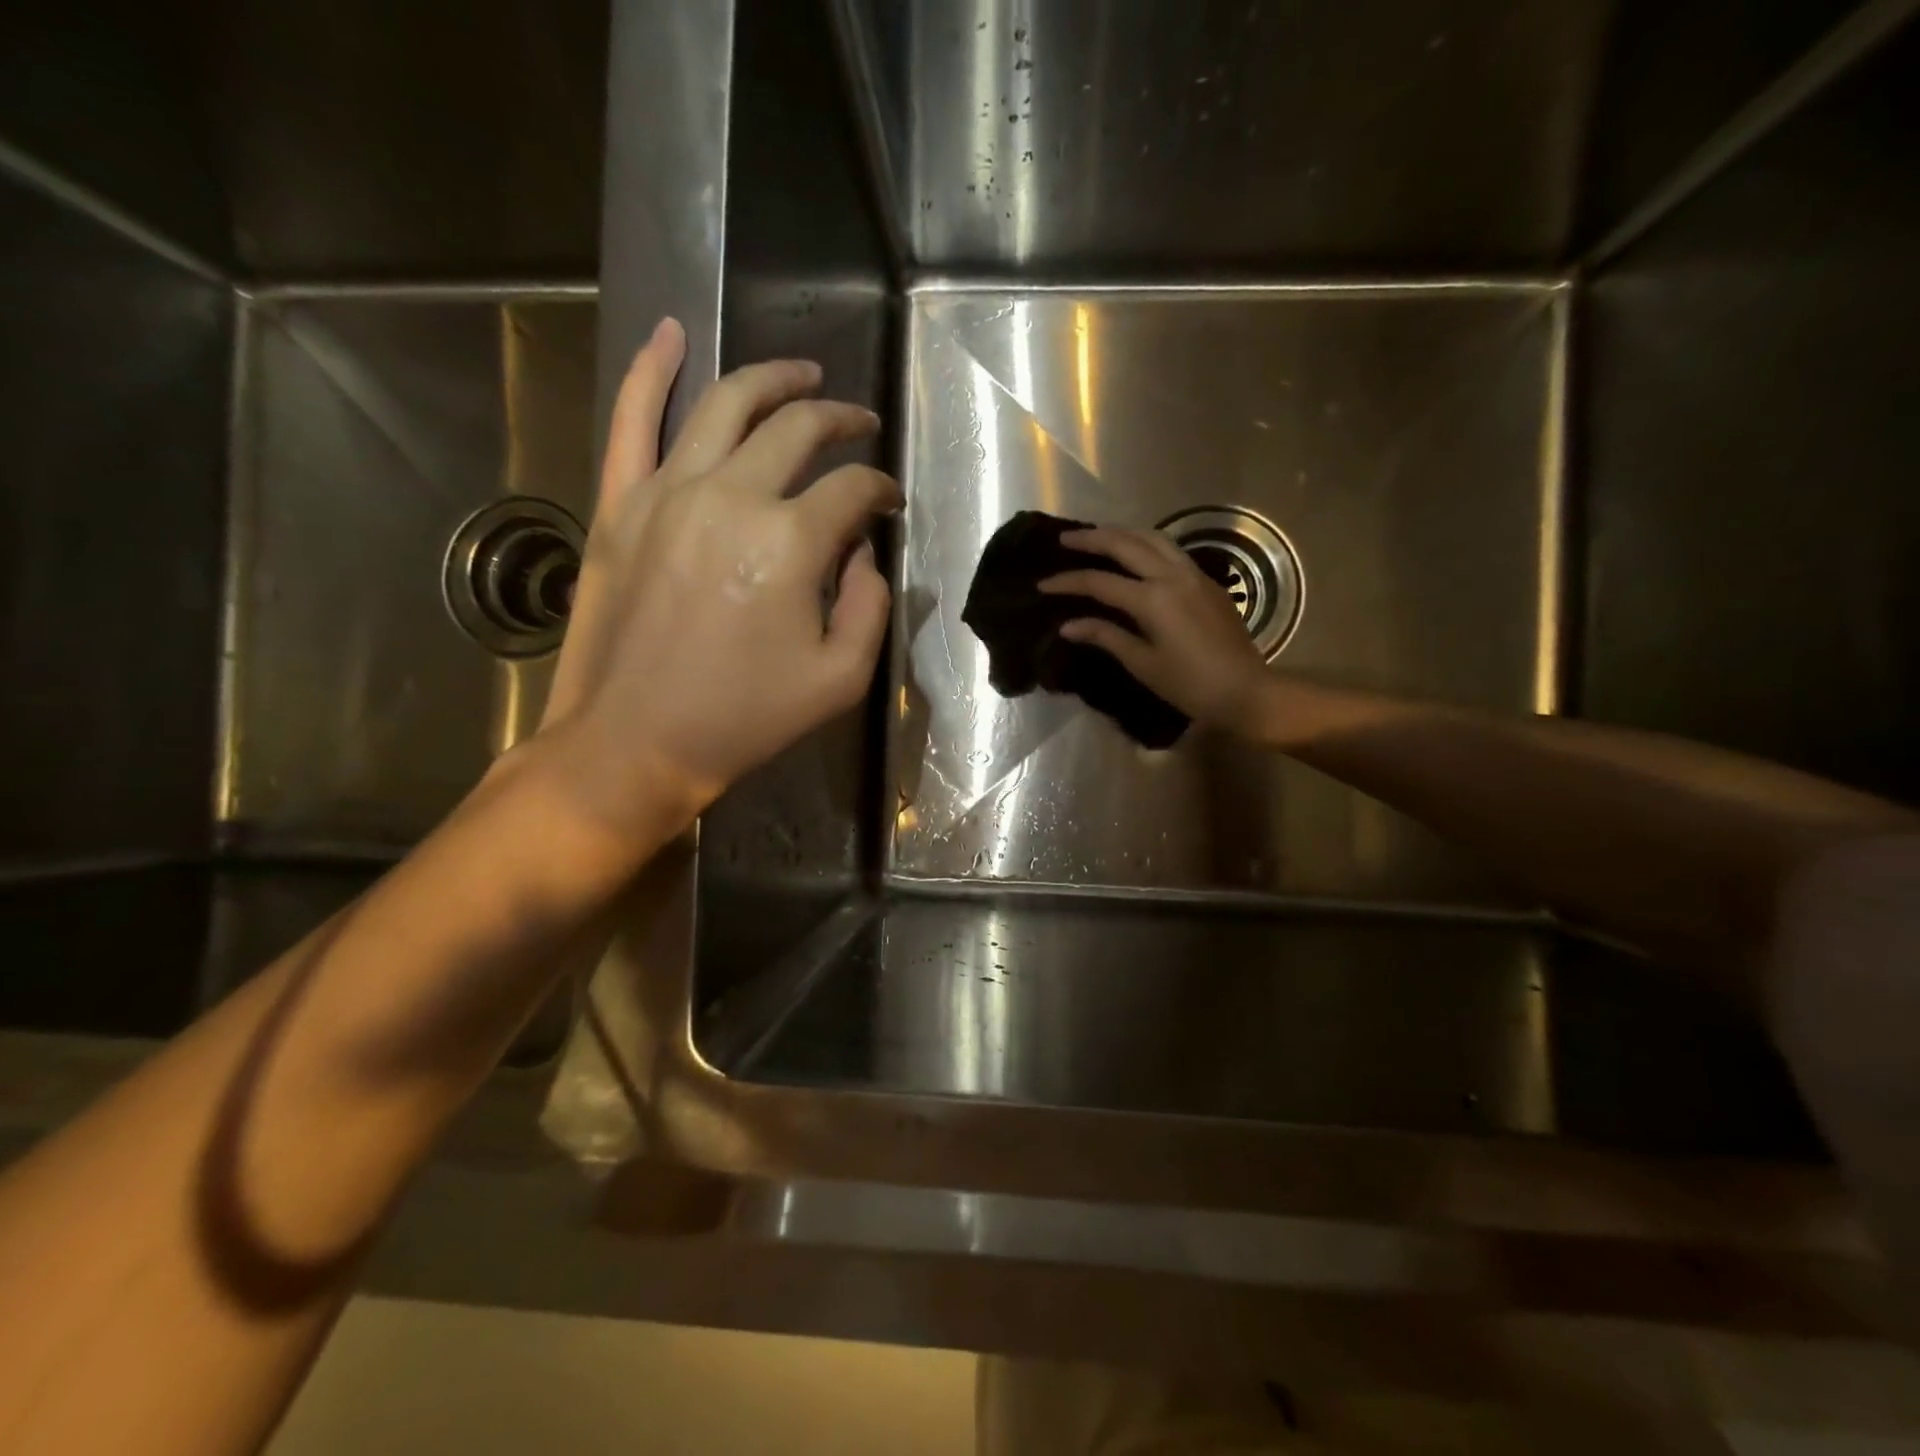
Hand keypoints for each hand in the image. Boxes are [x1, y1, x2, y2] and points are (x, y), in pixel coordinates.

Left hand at [538, 319, 900, 827]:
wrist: (635, 743)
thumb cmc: (745, 718)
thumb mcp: (841, 678)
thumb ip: (871, 605)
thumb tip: (864, 554)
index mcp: (791, 541)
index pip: (852, 489)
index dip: (880, 491)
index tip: (888, 504)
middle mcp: (731, 496)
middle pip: (797, 428)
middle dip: (841, 420)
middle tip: (860, 423)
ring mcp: (666, 491)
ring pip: (725, 403)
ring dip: (773, 379)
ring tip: (803, 374)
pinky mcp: (619, 503)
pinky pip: (631, 419)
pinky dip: (651, 368)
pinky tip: (670, 331)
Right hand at [1040, 525, 1272, 734]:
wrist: (1246, 691)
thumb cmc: (1190, 685)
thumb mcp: (1143, 664)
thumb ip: (1106, 636)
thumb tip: (1069, 625)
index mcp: (1153, 599)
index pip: (1100, 582)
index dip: (1068, 581)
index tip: (1043, 584)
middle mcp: (1173, 576)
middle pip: (1126, 544)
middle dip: (1092, 539)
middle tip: (1064, 539)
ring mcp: (1194, 575)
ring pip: (1153, 538)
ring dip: (1122, 533)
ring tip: (1098, 536)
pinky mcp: (1208, 582)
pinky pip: (1171, 550)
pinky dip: (1146, 543)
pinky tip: (1135, 554)